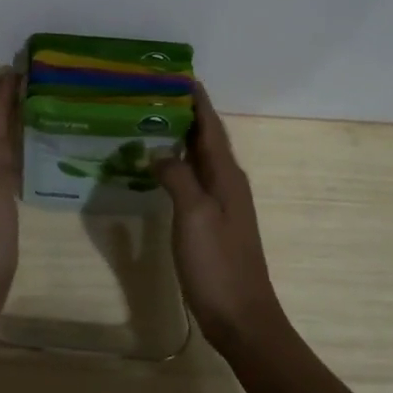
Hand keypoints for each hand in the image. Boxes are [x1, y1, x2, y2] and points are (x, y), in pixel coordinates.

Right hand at [152, 85, 283, 352]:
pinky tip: (158, 169)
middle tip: (153, 94)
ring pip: (199, 160)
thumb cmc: (218, 263)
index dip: (197, 101)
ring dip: (180, 139)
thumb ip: (178, 177)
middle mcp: (227, 183)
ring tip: (150, 122)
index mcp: (227, 176)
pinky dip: (177, 166)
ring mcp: (221, 204)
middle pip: (206, 139)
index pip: (210, 127)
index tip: (179, 75)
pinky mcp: (212, 223)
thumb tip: (157, 151)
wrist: (241, 317)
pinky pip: (194, 181)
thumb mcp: (194, 215)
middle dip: (185, 114)